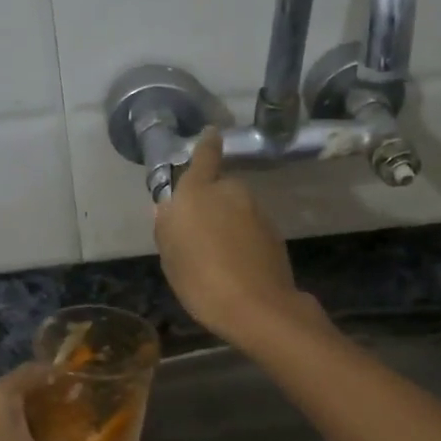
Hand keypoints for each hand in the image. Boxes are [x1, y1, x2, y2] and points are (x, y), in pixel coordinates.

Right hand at [153, 127, 324, 346]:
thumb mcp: (170, 257)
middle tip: (198, 233)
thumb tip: (167, 208)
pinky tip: (236, 265)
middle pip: (219, 187)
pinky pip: (250, 228)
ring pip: (236, 209)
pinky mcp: (274, 232)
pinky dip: (243, 239)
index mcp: (197, 192)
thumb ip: (167, 227)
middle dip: (211, 202)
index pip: (204, 155)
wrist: (257, 307)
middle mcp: (230, 192)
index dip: (207, 144)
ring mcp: (256, 211)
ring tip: (216, 256)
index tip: (212, 133)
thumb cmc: (200, 280)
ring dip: (227, 223)